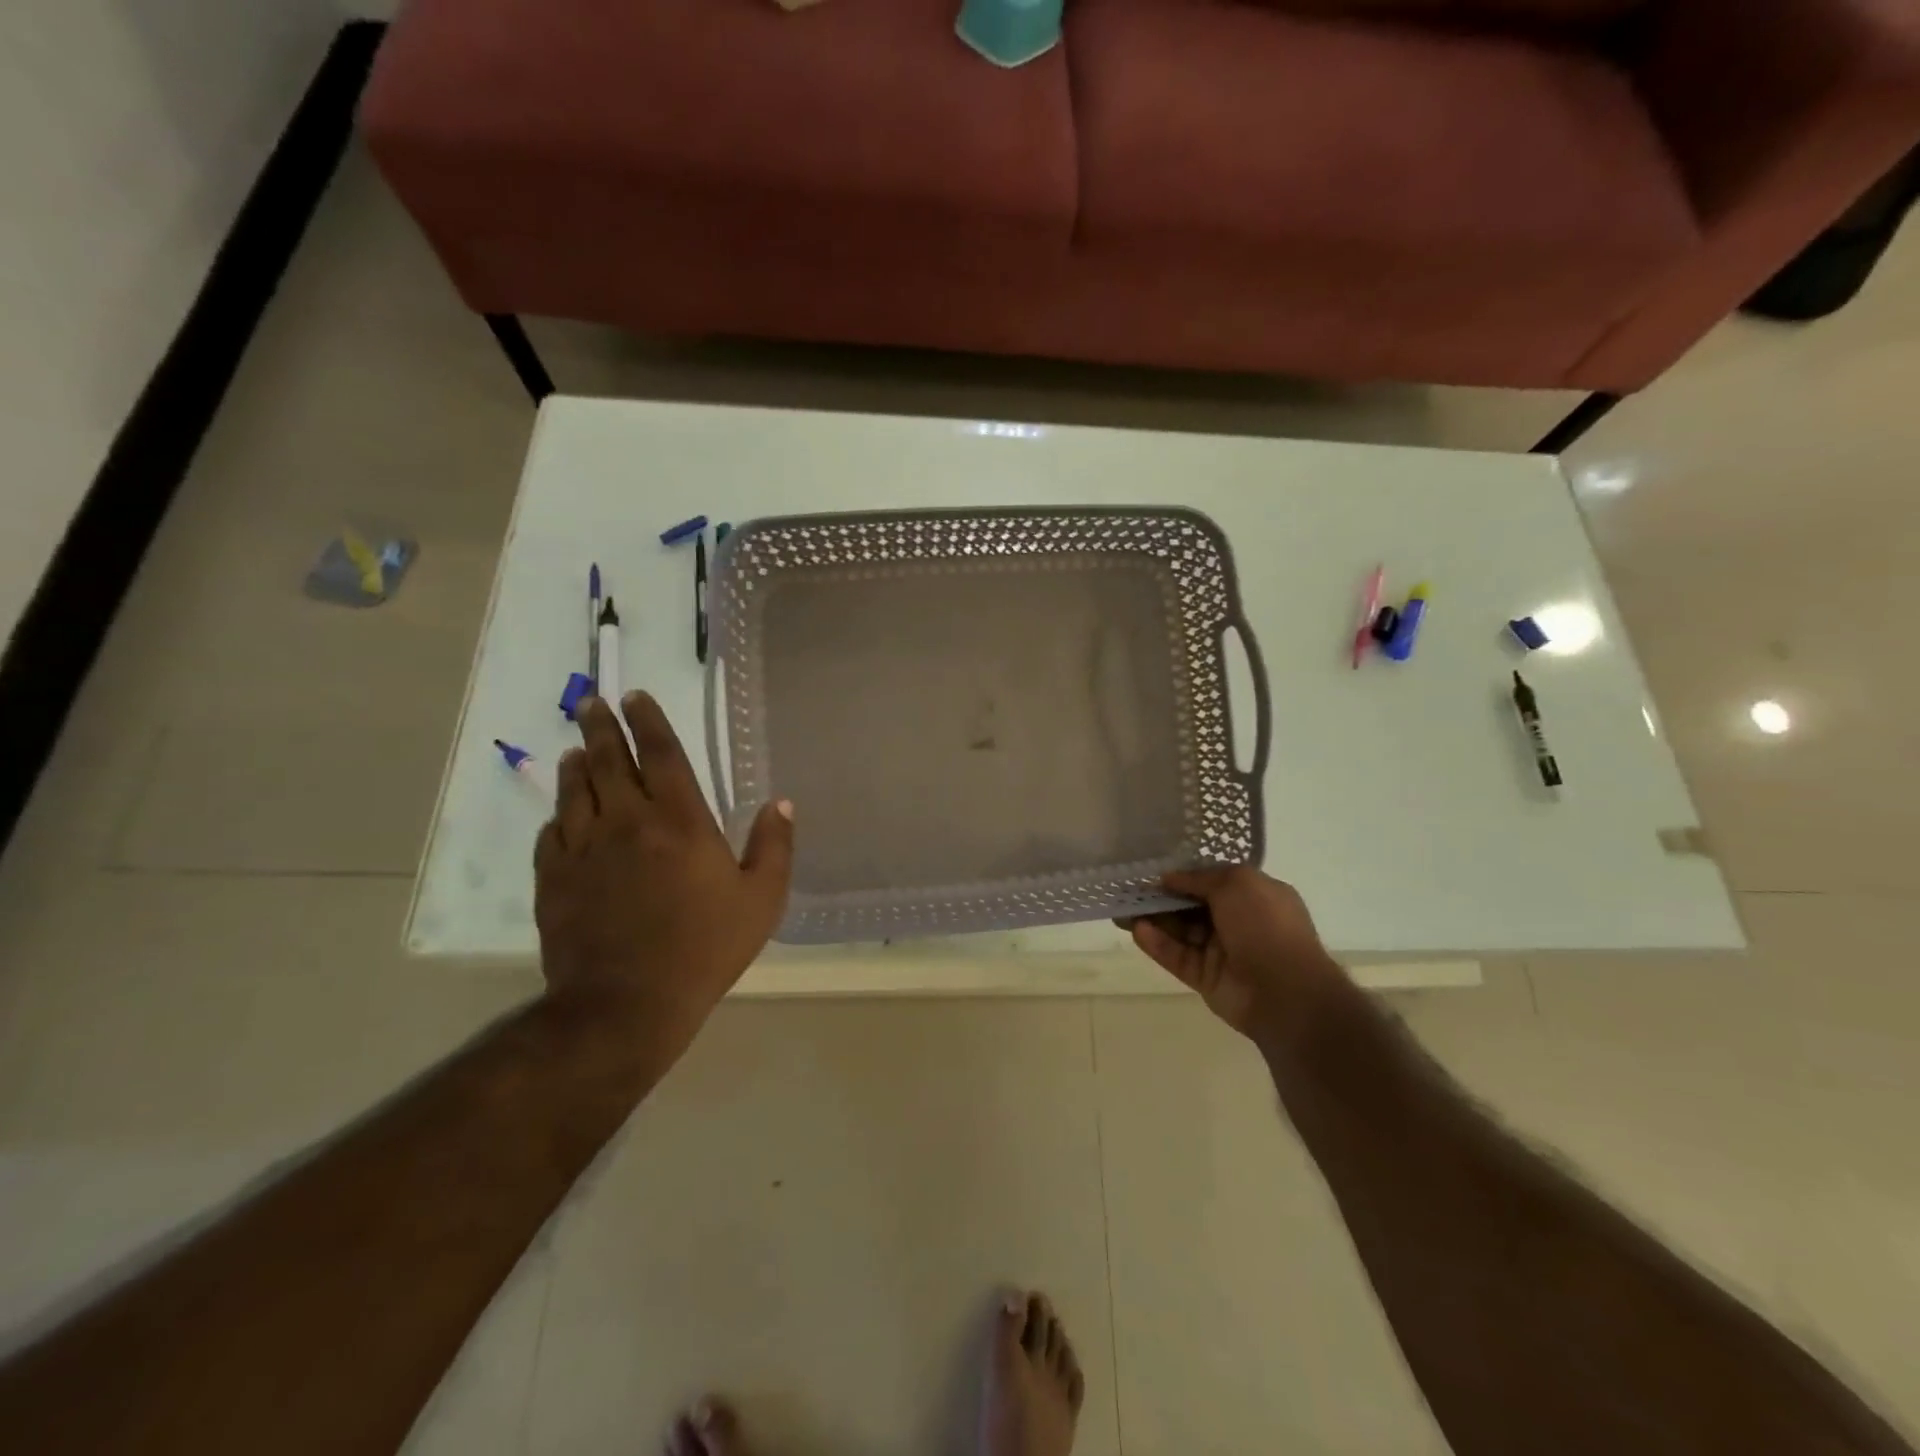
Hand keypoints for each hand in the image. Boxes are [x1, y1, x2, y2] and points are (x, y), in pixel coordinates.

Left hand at [534, 693, 792, 1068]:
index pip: (660, 753)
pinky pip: (552, 833)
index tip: (636, 696)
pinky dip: (558, 815)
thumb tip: (782, 803)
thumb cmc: (704, 948)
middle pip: (608, 760)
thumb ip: (774, 846)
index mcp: (680, 821)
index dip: (648, 721)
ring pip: (574, 790)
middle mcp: (627, 821)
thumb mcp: (762, 900)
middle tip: (593, 704)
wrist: (626, 1003)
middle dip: (602, 727)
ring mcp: (584, 848)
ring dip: (576, 764)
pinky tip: (561, 814)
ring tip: (576, 749)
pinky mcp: (554, 878)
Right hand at [1123, 866, 1344, 1044]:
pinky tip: (1137, 931)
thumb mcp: (1237, 883)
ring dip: (1153, 919)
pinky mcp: (1206, 977)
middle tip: (1129, 890)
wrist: (1286, 992)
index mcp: (1254, 896)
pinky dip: (1158, 944)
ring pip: (1180, 931)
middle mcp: (1237, 921)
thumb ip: (1198, 878)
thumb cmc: (1266, 926)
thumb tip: (1169, 877)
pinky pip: (1177, 956)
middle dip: (1161, 898)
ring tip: (1122, 910)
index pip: (1212, 881)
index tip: (1152, 871)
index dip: (1183, 875)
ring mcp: (1221, 951)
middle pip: (1191, 906)